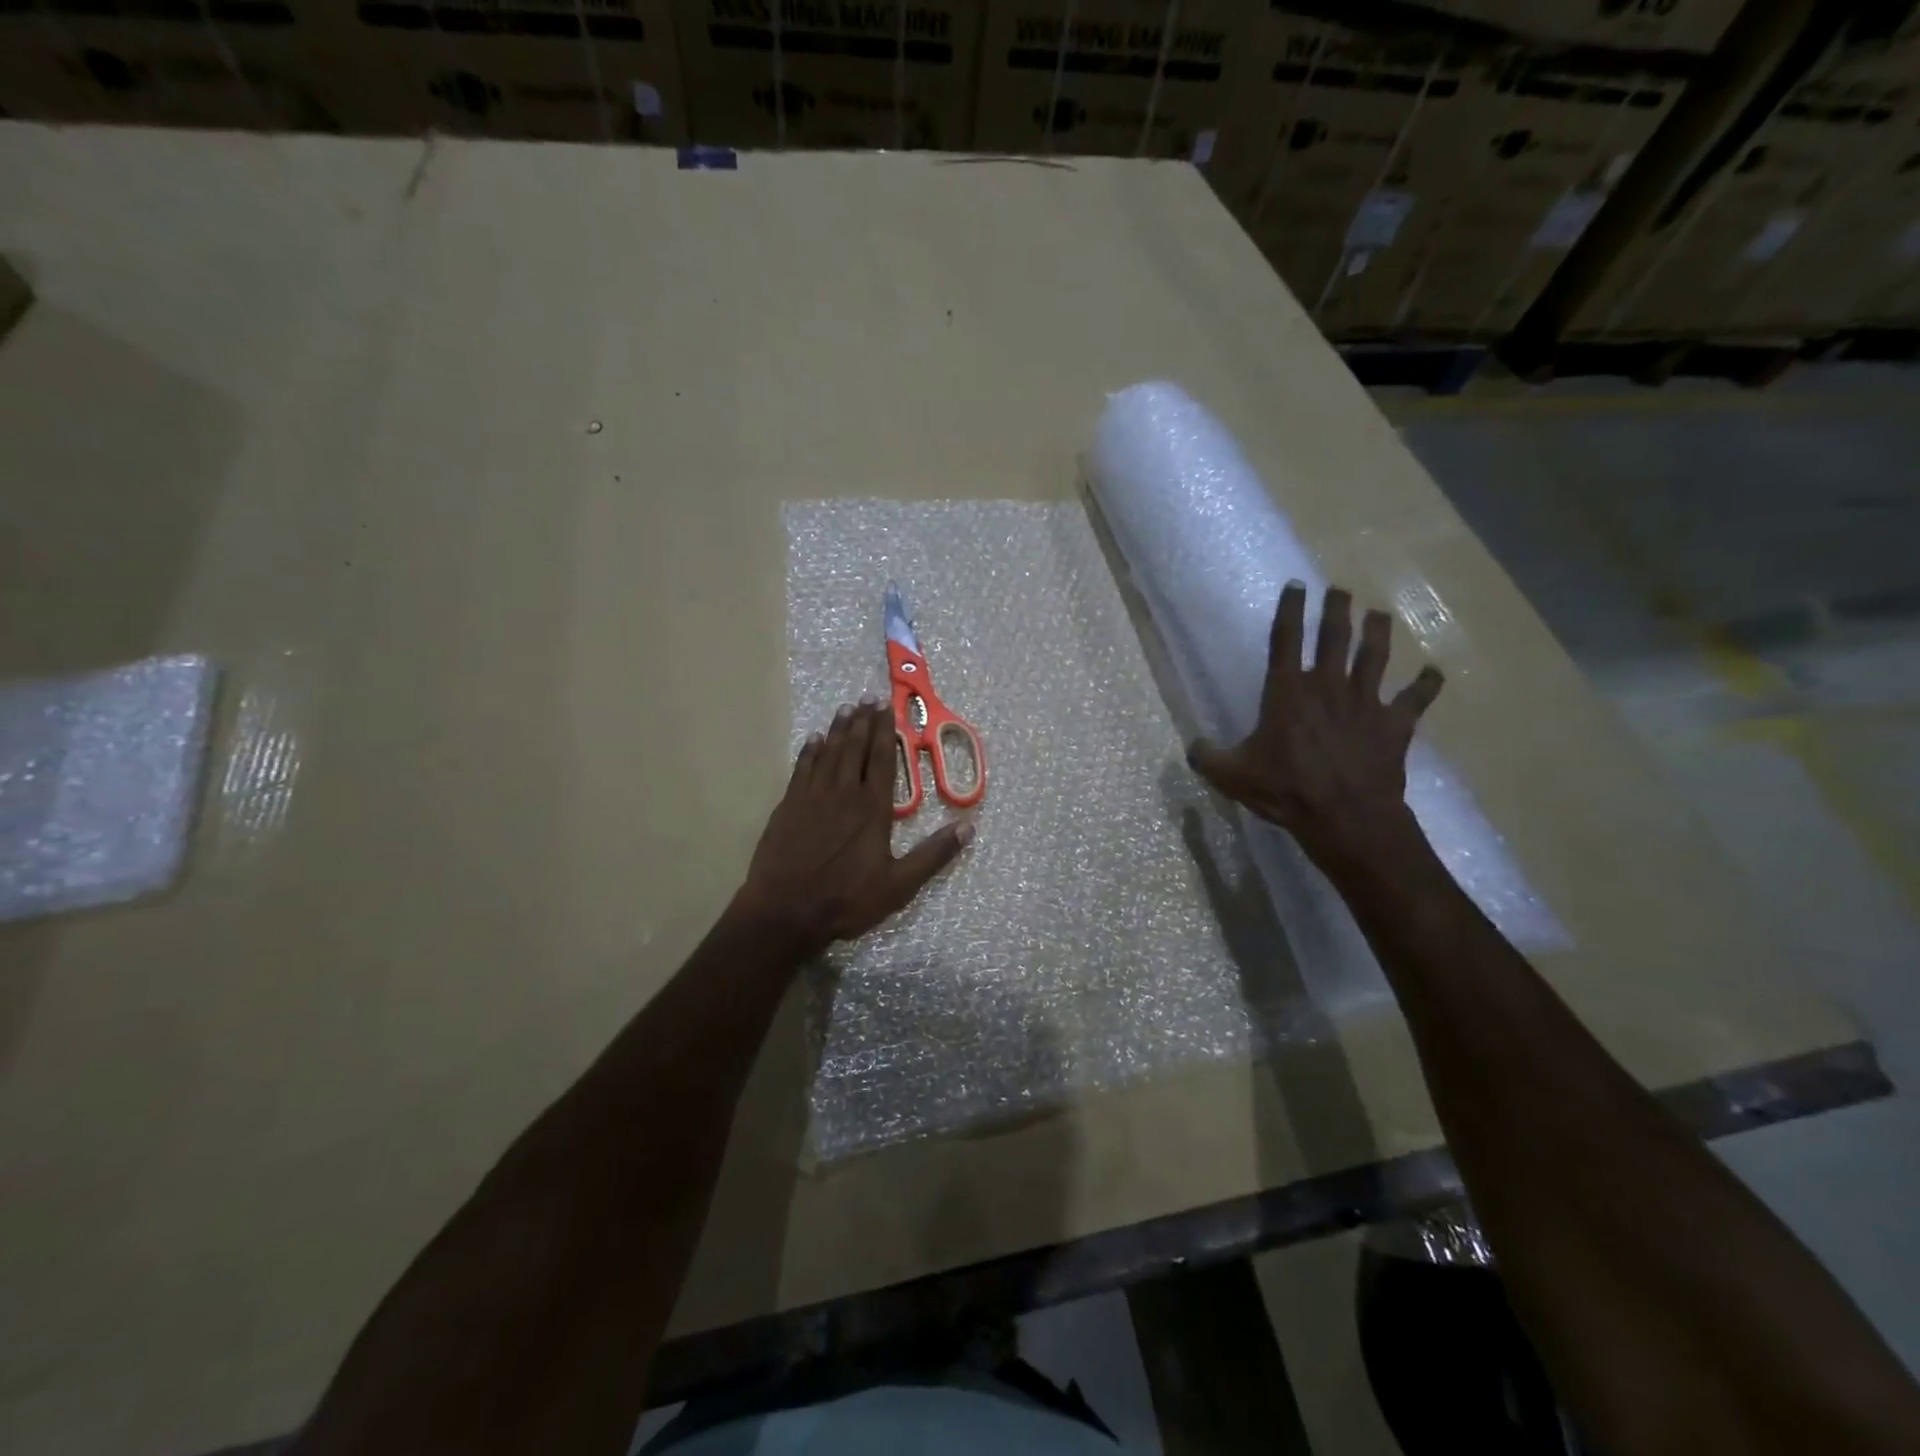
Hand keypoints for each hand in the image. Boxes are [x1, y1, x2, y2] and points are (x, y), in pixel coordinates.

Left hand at [735, 701, 972, 953]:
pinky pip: (801, 769)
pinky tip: (814, 739)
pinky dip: (809, 752)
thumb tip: (968, 828)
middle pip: (854, 749)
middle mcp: (843, 794)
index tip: (887, 708)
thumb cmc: (846, 900)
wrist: (786, 911)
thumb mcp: (899, 885)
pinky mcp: (788, 807)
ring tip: (845, 709)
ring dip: (838, 729)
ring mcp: (812, 798)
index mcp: (872, 809)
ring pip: (828, 753)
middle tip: (868, 698)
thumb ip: (933, 855)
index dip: (885, 732)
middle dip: (863, 722)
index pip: (881, 760)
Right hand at [1187, 582, 1443, 868]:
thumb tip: (1192, 746)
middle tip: (1340, 590)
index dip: (1289, 609)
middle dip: (1337, 610)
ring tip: (1379, 614)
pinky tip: (1434, 672)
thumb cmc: (1285, 790)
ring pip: (1375, 656)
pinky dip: (1426, 685)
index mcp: (1287, 692)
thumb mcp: (1230, 775)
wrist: (1345, 816)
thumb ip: (1207, 756)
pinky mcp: (1394, 725)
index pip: (1286, 640)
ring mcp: (1365, 703)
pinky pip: (1415, 699)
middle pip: (1335, 637)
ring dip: (1378, 633)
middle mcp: (1328, 686)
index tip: (1296, 585)